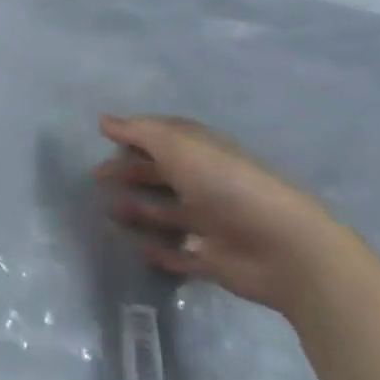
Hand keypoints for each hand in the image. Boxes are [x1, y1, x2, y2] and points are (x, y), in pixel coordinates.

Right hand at [96, 114, 356, 314]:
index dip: (135, 136)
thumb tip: (103, 120)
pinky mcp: (215, 260)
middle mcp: (205, 182)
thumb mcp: (177, 146)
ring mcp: (211, 222)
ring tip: (109, 213)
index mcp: (200, 151)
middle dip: (131, 173)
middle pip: (161, 174)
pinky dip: (162, 252)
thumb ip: (139, 132)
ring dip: (140, 211)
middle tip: (96, 177)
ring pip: (168, 213)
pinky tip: (138, 250)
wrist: (283, 247)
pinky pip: (182, 254)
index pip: (163, 137)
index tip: (104, 140)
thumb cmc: (225, 184)